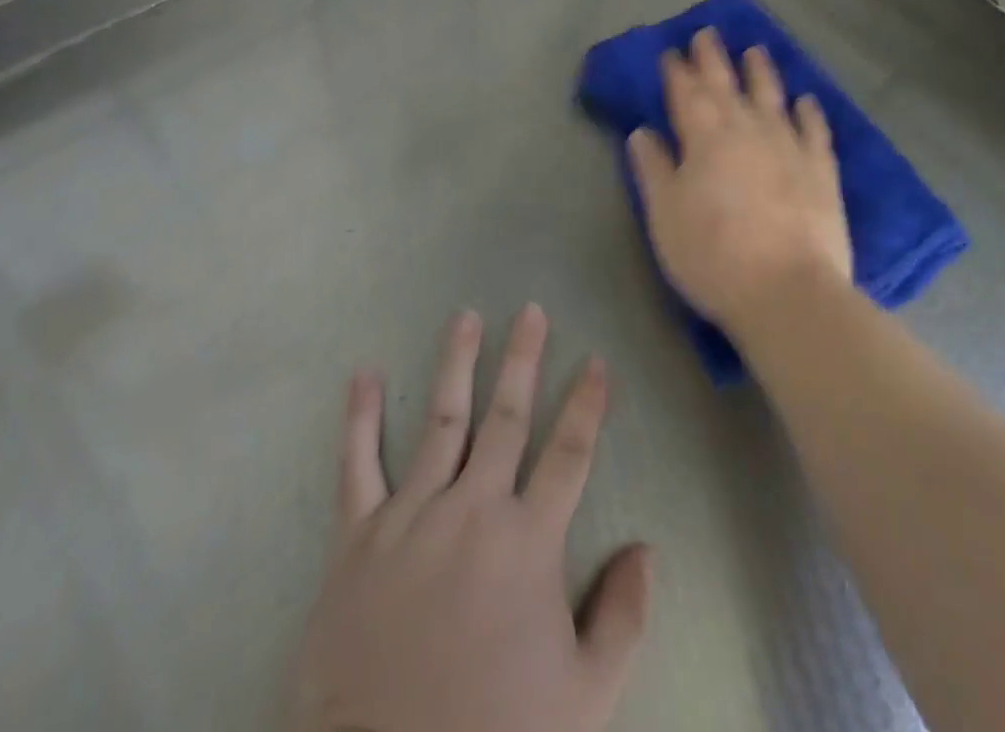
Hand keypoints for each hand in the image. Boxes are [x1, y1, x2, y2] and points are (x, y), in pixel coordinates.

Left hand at [285, 305, 652, 731]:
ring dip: (456, 364)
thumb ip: (621, 619)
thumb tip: (646, 549)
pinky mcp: (359, 536)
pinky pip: (358, 465)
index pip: (569, 453)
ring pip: (442, 421)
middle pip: (507, 418)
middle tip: (531, 311)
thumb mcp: (584, 699)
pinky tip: (364, 377)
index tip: (596, 361)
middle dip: (523, 360)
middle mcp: (473, 509)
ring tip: (466, 318)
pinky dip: (360, 419)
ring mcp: (412, 515)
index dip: (587, 405)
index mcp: (527, 541)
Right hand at [626, 28, 853, 339]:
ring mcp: (788, 147)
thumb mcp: (664, 215)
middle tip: (707, 33)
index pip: (686, 94)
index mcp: (704, 139)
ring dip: (761, 72)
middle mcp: (746, 130)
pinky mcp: (820, 171)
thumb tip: (642, 131)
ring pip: (772, 97)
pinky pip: (815, 131)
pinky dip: (809, 112)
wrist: (788, 292)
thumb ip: (653, 168)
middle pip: (726, 86)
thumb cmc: (712, 255)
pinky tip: (805, 100)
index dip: (677, 71)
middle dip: (713, 59)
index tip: (671, 51)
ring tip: (755, 50)